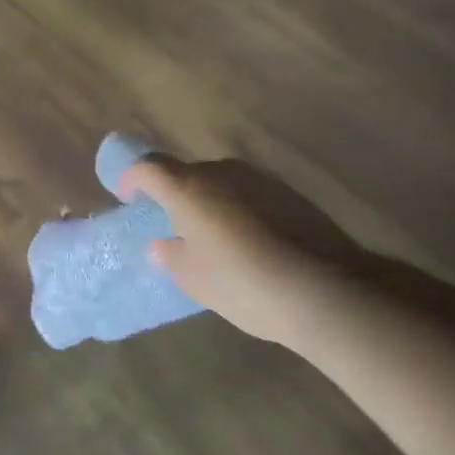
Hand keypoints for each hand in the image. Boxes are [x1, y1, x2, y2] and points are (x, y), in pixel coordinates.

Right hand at [120, 156, 359, 344]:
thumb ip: (171, 256)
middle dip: (176, 194)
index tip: (128, 197)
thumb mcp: (195, 279)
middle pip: (187, 173)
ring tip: (217, 238)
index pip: (148, 167)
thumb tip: (162, 244)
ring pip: (222, 183)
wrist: (325, 287)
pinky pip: (251, 195)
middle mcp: (220, 172)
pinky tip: (253, 243)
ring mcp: (258, 179)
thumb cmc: (243, 282)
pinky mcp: (289, 193)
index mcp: (187, 187)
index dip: (132, 178)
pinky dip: (242, 211)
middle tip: (176, 226)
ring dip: (212, 202)